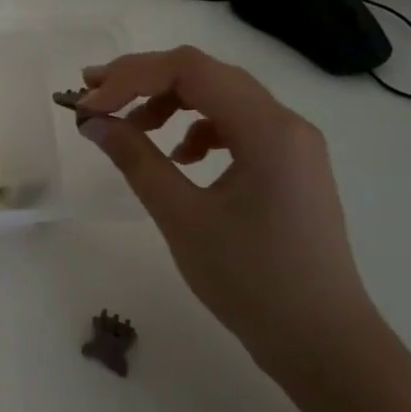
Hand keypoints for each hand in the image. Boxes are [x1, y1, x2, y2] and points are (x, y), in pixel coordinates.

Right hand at [74, 46, 378, 367]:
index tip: (88, 103)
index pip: (190, 70)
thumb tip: (92, 122)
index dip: (131, 77)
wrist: (322, 341)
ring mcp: (292, 145)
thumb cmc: (251, 280)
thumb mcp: (181, 216)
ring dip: (169, 102)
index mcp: (267, 129)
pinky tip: (179, 158)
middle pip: (206, 74)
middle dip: (144, 80)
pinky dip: (196, 128)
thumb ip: (135, 160)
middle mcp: (285, 123)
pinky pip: (236, 125)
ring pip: (221, 97)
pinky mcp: (289, 167)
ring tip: (130, 129)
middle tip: (95, 97)